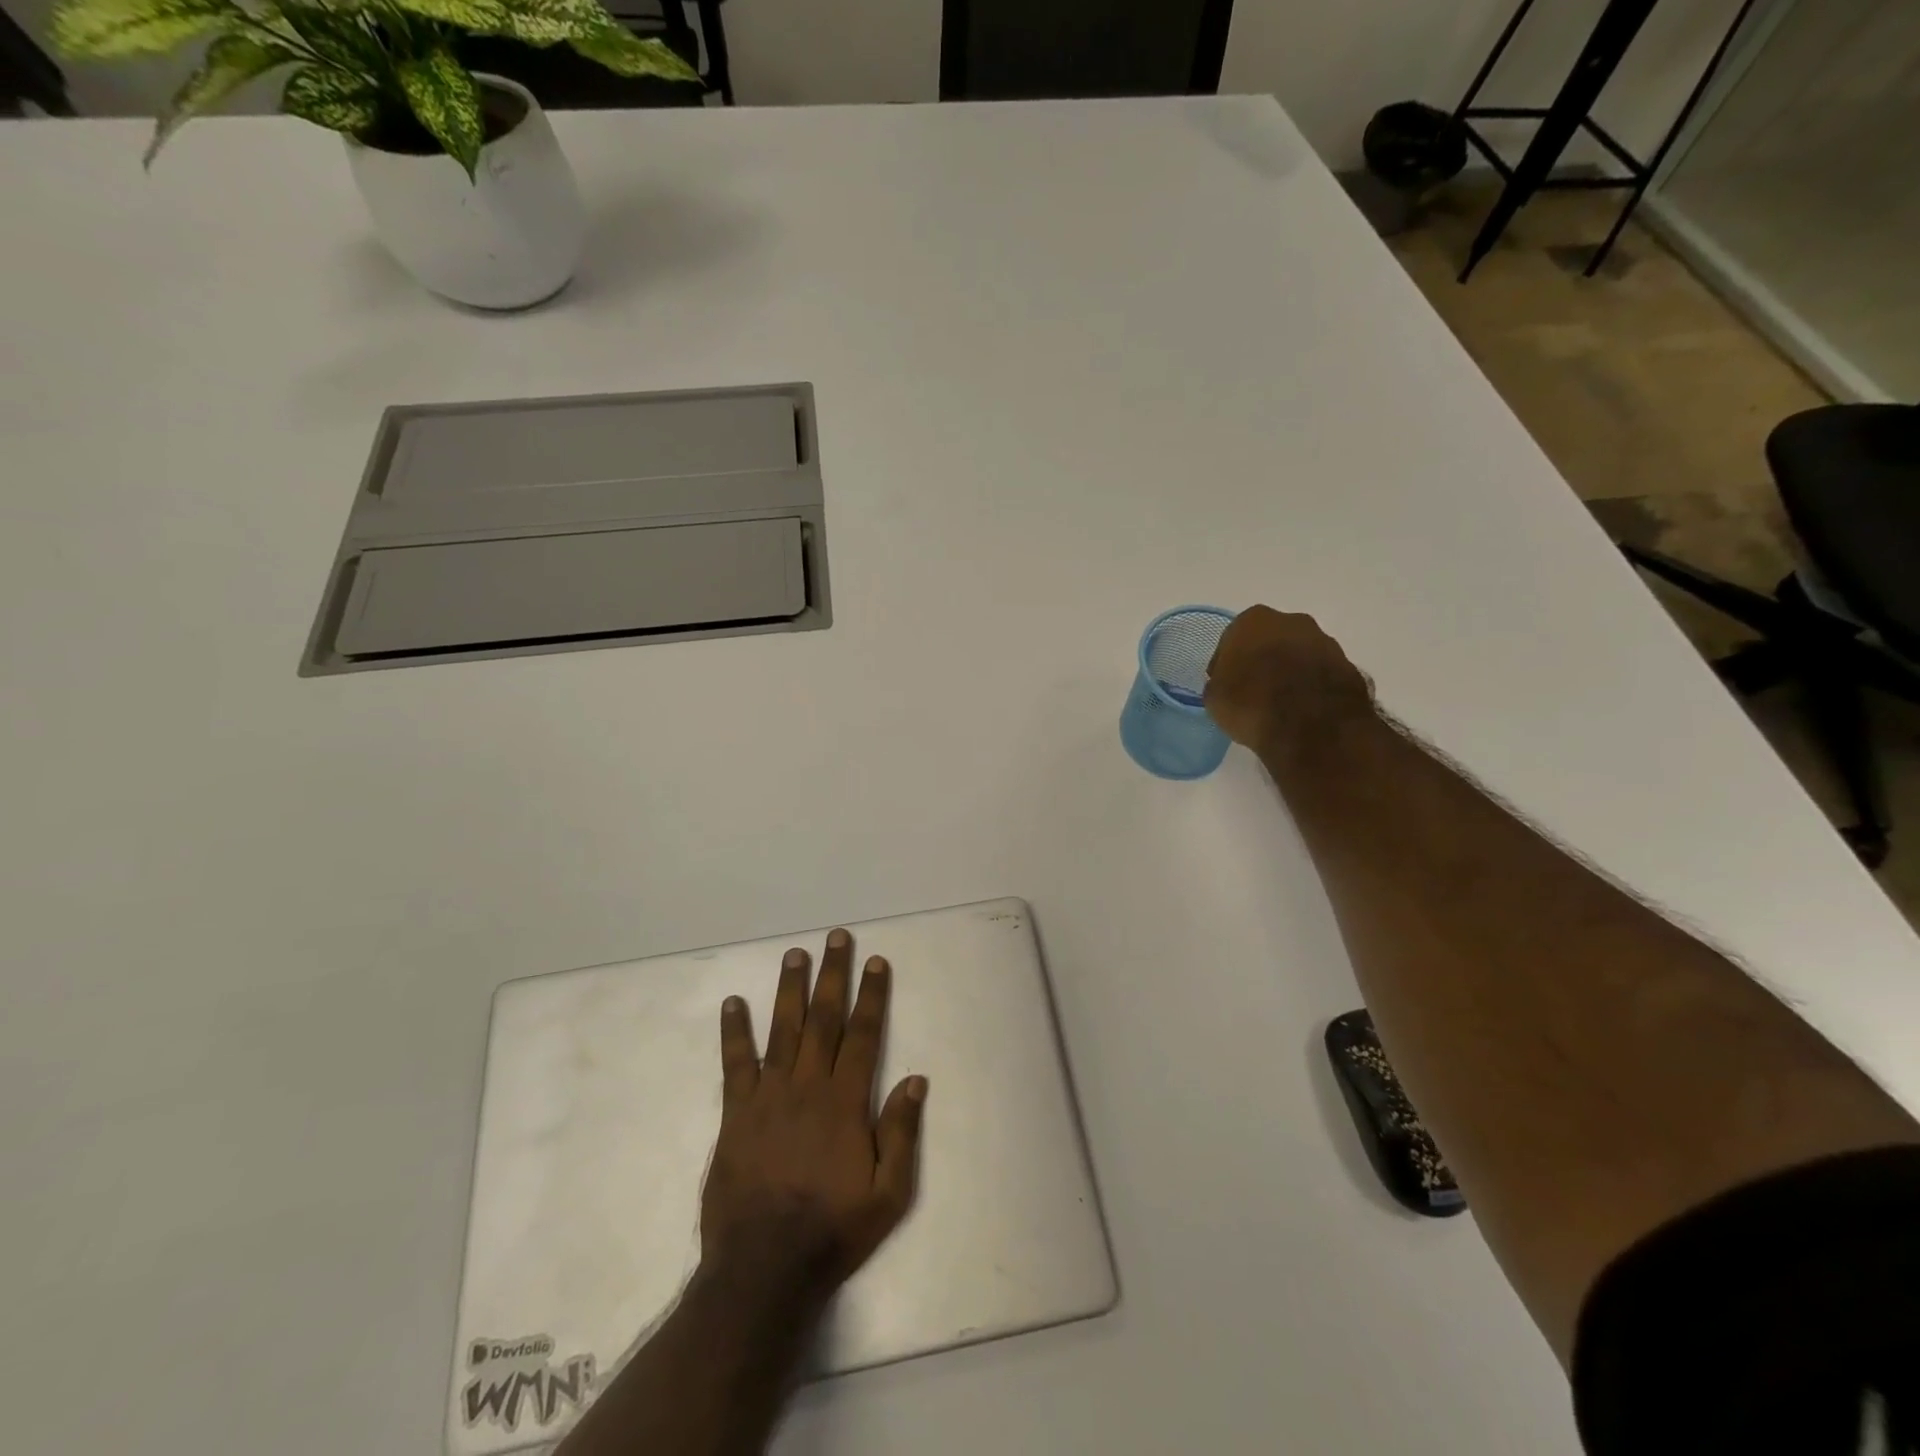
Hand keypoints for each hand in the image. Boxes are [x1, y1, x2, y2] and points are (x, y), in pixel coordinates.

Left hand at [702, 928, 926, 1293]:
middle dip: (833, 975)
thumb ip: (901, 1133)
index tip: (876, 962)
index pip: (863, 1034)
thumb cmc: (833, 1230)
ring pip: (783, 1030)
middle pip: (824, 1019)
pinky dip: (734, 1032)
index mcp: (845, 1102)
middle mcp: (808, 1086)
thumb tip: (916, 1080)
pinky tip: (733, 1003)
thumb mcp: (888, 1194)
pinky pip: (735, 1064)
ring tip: (795, 954)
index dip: (872, 995)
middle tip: (836, 938)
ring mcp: (769, 1096)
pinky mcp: (736, 1114)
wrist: (763, 1269)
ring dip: (790, 989)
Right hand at [1204, 605, 1375, 758]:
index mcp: (1253, 621)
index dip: (1227, 663)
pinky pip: (1320, 674)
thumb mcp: (1215, 698)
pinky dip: (1311, 687)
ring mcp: (1324, 642)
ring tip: (1280, 704)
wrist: (1312, 726)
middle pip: (1270, 641)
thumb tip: (1228, 685)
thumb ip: (1220, 683)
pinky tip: (1302, 710)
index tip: (1226, 684)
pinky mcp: (1348, 665)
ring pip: (1298, 655)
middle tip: (1254, 691)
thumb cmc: (1251, 703)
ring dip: (1290, 672)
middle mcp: (1291, 621)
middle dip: (1262, 661)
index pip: (1232, 639)